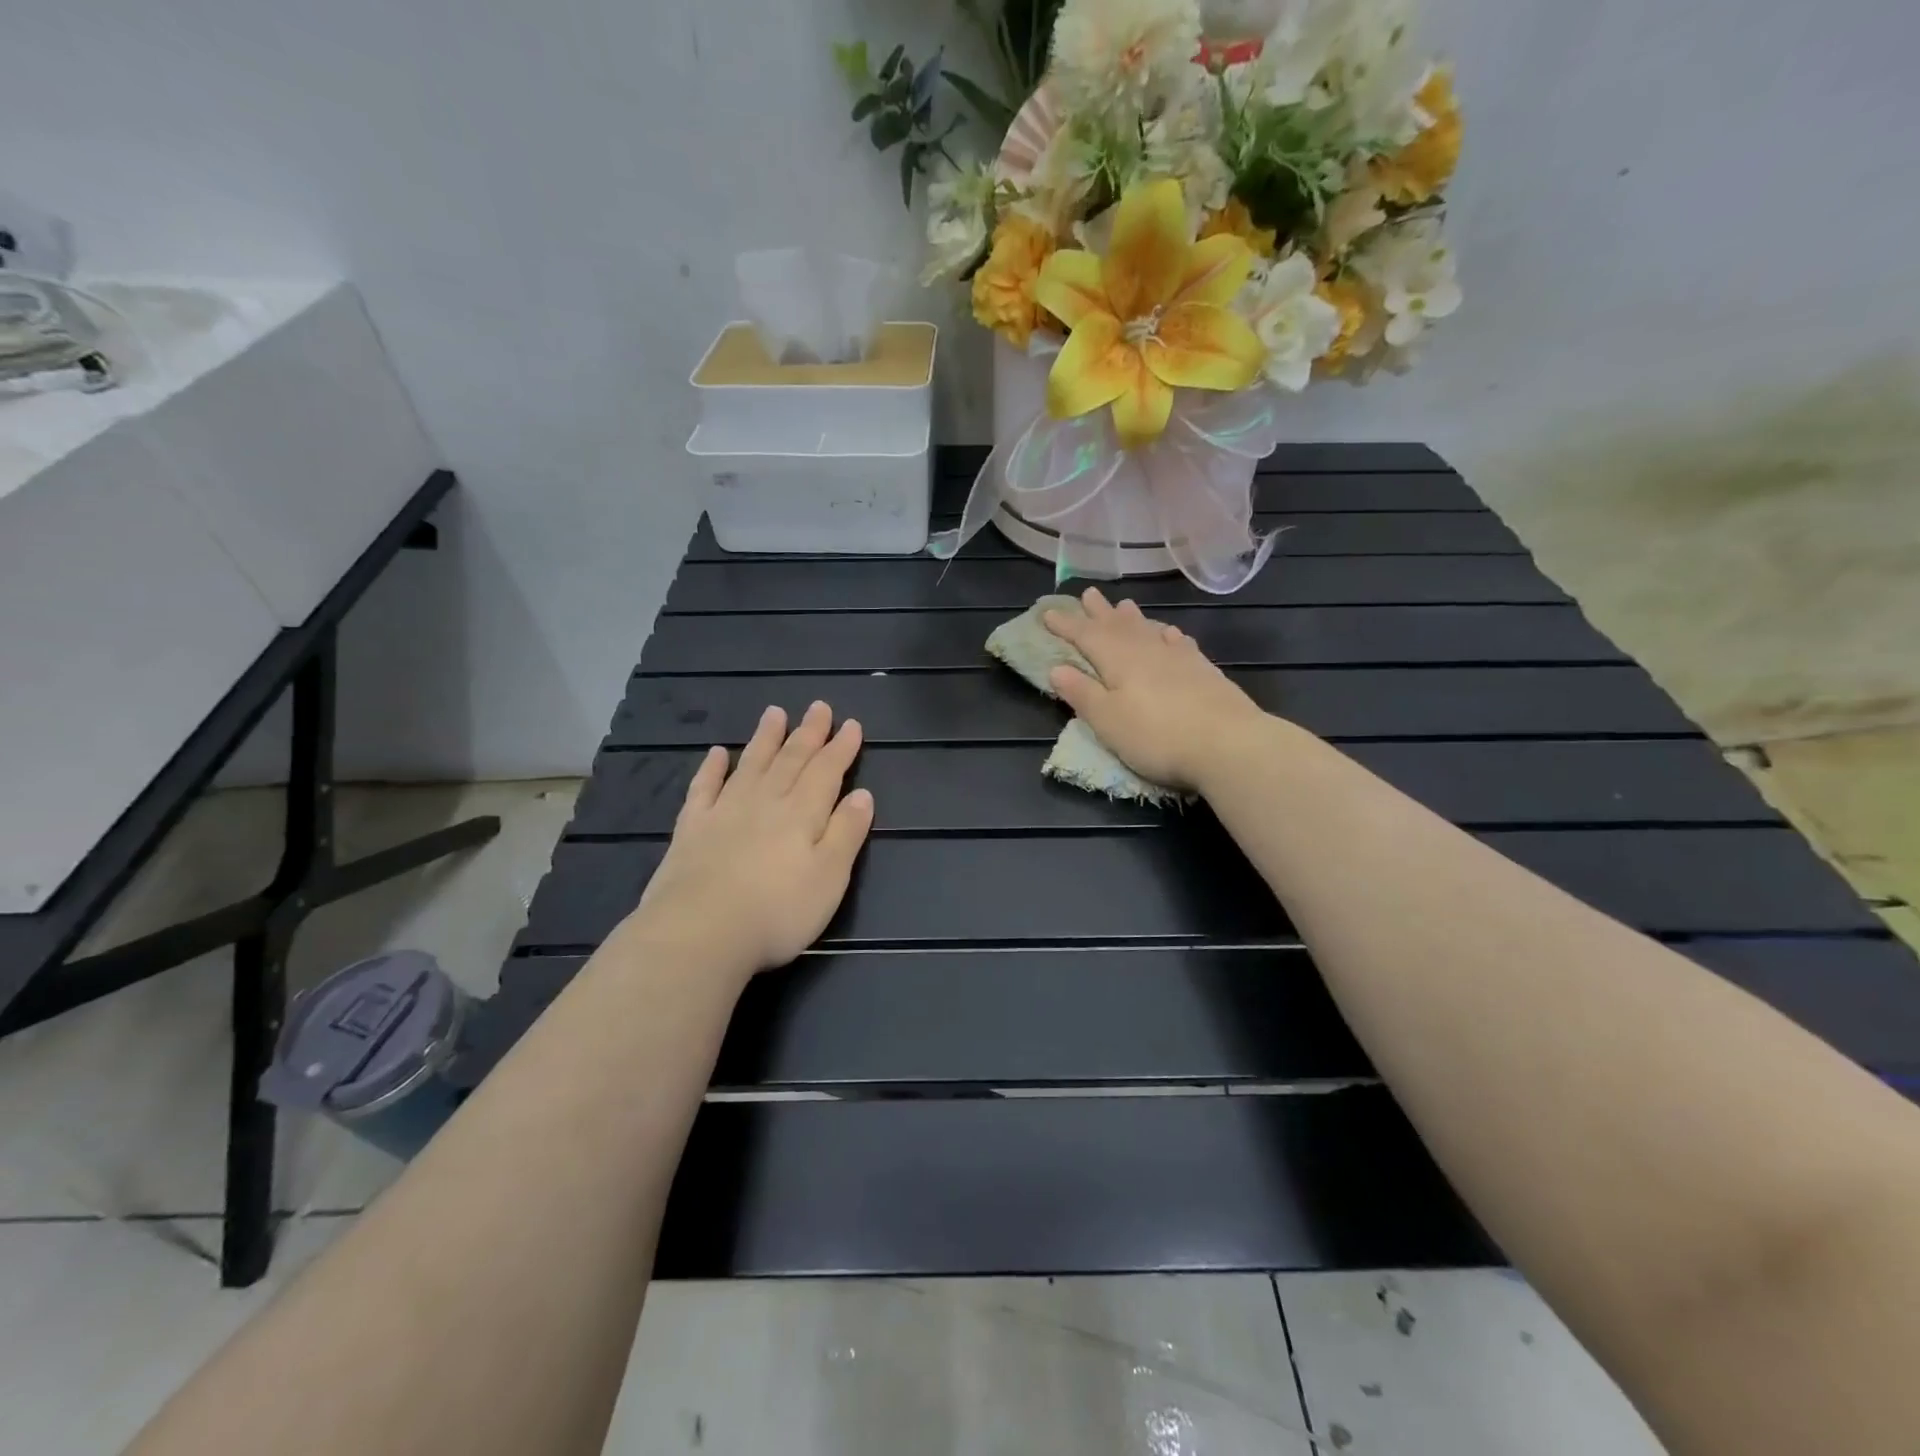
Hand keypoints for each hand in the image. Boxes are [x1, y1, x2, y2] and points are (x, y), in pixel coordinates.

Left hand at [625, 702, 873, 978]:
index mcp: (802, 814)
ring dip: (765, 739)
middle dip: (808, 733)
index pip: (826, 771)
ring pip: (751, 765)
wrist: (700, 932)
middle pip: (791, 760)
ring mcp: (725, 812)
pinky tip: (717, 753)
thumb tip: (862, 794)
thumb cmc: (777, 911)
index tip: (851, 724)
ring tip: (774, 713)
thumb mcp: (829, 878)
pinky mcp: (692, 829)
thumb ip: (846, 833)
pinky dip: (712, 768)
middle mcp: (765, 802)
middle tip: (818, 706)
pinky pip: (704, 788)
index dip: (840, 748)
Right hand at [1044, 588, 1266, 791]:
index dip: (1066, 625)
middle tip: (1088, 593)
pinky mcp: (1204, 670)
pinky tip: (1169, 633)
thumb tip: (1056, 668)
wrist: (1228, 744)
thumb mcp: (1108, 721)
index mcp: (1118, 661)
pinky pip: (1179, 643)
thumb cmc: (1157, 736)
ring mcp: (1179, 658)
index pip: (1086, 636)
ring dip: (1133, 618)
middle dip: (1099, 612)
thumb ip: (1082, 693)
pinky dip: (1168, 635)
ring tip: (1124, 605)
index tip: (1047, 612)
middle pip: (1118, 626)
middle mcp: (1147, 651)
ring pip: (1149, 630)